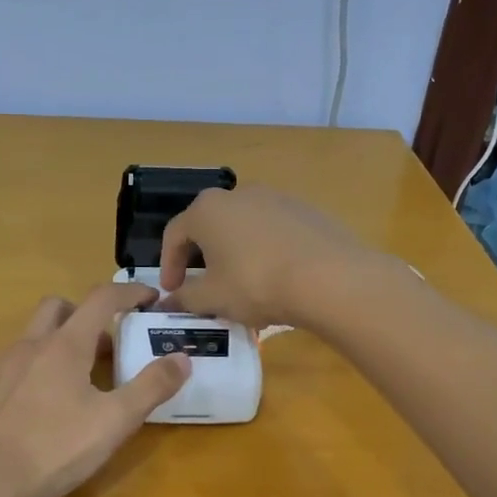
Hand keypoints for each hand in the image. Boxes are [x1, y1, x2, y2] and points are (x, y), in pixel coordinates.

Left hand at [0, 284, 189, 496]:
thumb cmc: (56, 450)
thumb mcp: (115, 422)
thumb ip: (152, 386)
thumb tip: (182, 357)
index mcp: (64, 347)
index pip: (101, 300)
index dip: (128, 292)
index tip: (148, 297)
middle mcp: (26, 346)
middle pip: (56, 307)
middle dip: (82, 313)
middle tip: (102, 344)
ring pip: (26, 339)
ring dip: (50, 346)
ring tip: (65, 384)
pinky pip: (0, 370)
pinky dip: (21, 375)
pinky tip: (26, 409)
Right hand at [159, 185, 377, 328]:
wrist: (330, 277)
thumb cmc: (256, 284)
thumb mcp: (212, 298)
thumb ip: (184, 298)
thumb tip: (167, 302)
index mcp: (207, 210)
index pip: (175, 234)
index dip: (169, 264)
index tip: (173, 290)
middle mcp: (238, 194)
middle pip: (209, 225)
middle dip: (201, 255)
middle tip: (203, 284)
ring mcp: (275, 198)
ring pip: (242, 226)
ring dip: (234, 251)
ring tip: (240, 282)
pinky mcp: (305, 210)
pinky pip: (273, 230)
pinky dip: (264, 249)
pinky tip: (275, 276)